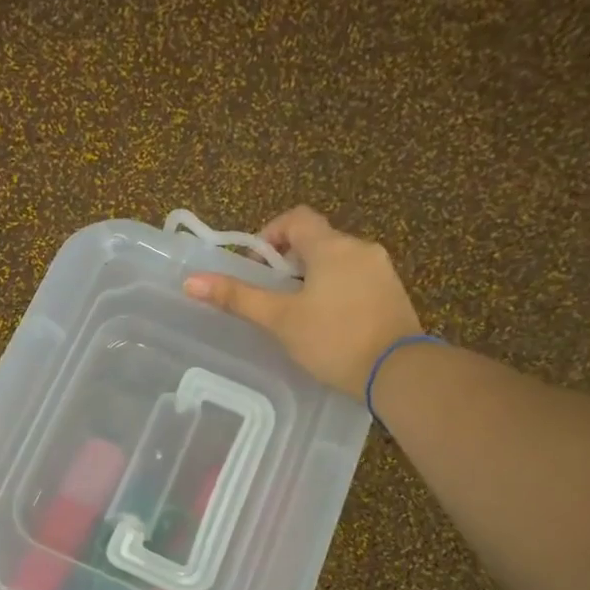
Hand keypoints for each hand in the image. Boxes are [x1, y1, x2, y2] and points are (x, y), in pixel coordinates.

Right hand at [184, 205, 422, 397]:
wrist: (398, 371)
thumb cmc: (333, 339)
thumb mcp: (280, 320)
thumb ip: (238, 298)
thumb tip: (191, 281)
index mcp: (332, 246)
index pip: (297, 218)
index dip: (271, 234)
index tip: (257, 266)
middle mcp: (360, 248)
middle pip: (317, 241)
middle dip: (289, 263)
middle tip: (272, 297)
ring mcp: (381, 271)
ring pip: (337, 262)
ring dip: (313, 278)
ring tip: (297, 315)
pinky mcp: (393, 295)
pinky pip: (356, 281)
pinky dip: (336, 292)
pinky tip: (327, 325)